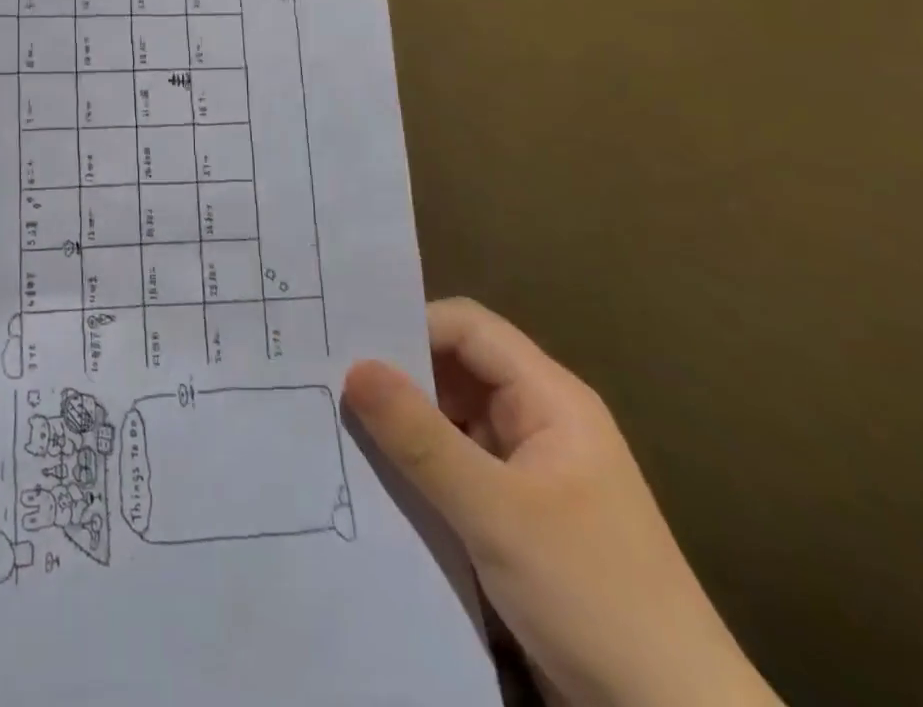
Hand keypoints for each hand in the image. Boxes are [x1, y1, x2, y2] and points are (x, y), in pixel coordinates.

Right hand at [344, 300, 780, 706]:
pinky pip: (455, 469)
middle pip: (456, 371)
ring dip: (403, 427)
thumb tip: (354, 368)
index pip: (469, 329)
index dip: (412, 326)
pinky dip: (418, 469)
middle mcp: (538, 422)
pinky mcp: (517, 518)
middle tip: (327, 381)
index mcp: (550, 399)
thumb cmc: (594, 597)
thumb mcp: (497, 514)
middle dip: (398, 377)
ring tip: (336, 425)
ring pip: (451, 422)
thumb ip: (421, 438)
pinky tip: (373, 478)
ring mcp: (528, 472)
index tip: (350, 344)